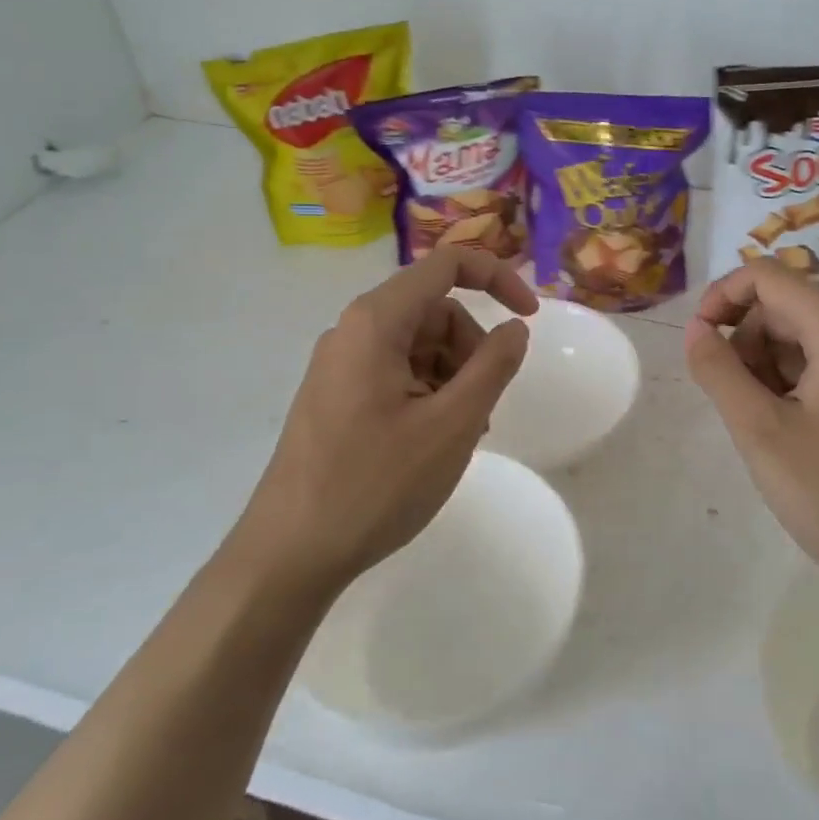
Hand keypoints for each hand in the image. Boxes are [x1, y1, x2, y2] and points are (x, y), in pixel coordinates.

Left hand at [237, 247, 537, 593]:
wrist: (289, 554)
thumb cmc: (376, 484)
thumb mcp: (452, 424)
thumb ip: (493, 366)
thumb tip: (515, 327)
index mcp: (376, 321)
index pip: (447, 265)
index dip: (497, 278)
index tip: (529, 318)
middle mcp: (352, 331)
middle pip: (434, 311)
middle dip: (471, 347)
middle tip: (485, 406)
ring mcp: (340, 365)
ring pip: (418, 346)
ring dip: (453, 376)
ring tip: (462, 433)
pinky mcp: (335, 396)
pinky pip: (395, 373)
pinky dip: (428, 393)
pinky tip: (434, 441)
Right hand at [684, 262, 818, 603]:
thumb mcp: (760, 431)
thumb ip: (718, 371)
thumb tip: (696, 330)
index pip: (768, 277)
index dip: (723, 296)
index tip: (698, 340)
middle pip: (783, 308)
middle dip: (744, 341)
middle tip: (733, 401)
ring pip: (798, 338)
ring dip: (764, 367)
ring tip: (760, 424)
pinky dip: (789, 384)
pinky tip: (784, 431)